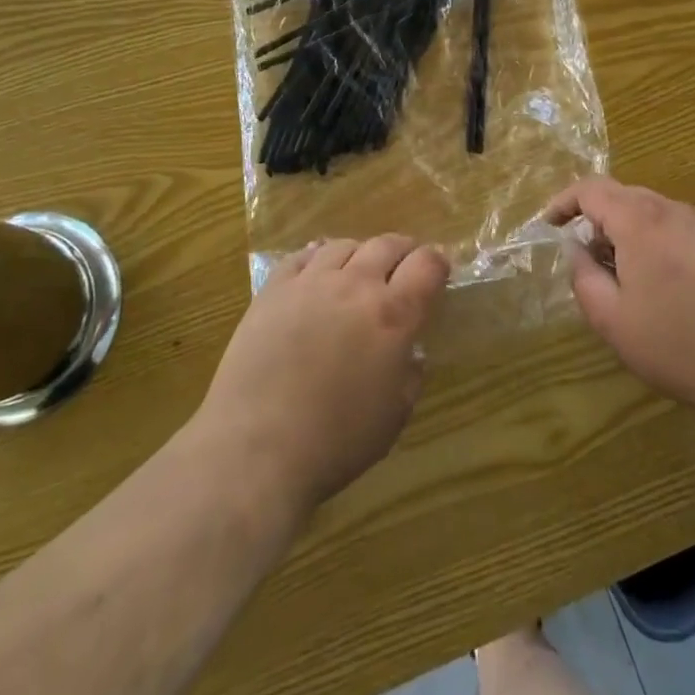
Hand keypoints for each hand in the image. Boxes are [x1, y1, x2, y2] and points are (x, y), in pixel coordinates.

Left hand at [194, 236, 448, 517]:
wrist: (255, 449)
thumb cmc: (334, 443)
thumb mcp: (393, 417)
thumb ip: (409, 375)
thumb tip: (410, 352)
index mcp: (393, 315)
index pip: (427, 265)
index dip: (437, 263)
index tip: (439, 271)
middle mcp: (356, 285)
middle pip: (387, 244)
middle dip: (403, 251)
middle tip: (403, 267)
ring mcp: (311, 282)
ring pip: (344, 245)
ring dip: (360, 254)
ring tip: (358, 270)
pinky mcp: (273, 289)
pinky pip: (302, 256)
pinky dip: (317, 257)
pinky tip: (317, 271)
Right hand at [553, 178, 694, 438]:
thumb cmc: (679, 346)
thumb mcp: (613, 320)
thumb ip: (583, 276)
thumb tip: (576, 248)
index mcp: (640, 221)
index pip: (591, 189)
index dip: (564, 202)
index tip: (549, 224)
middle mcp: (673, 211)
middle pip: (623, 196)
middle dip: (597, 219)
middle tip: (587, 258)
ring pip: (653, 212)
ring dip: (628, 231)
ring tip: (625, 276)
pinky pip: (679, 229)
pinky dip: (657, 242)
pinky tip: (666, 285)